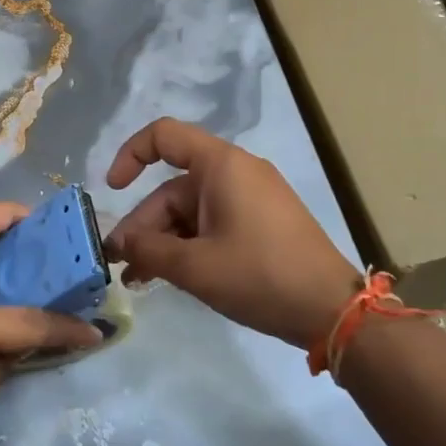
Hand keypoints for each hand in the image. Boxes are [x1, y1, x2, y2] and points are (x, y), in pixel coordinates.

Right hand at [103, 117, 358, 349]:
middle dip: (145, 225)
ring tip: (139, 279)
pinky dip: (190, 244)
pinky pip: (213, 222)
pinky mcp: (262, 221)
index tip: (112, 191)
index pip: (163, 136)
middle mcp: (236, 171)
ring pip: (191, 210)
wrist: (332, 310)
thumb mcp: (195, 267)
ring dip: (164, 240)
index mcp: (221, 165)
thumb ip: (148, 250)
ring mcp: (252, 197)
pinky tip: (171, 276)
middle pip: (174, 187)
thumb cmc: (260, 276)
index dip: (130, 155)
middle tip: (122, 265)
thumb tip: (118, 243)